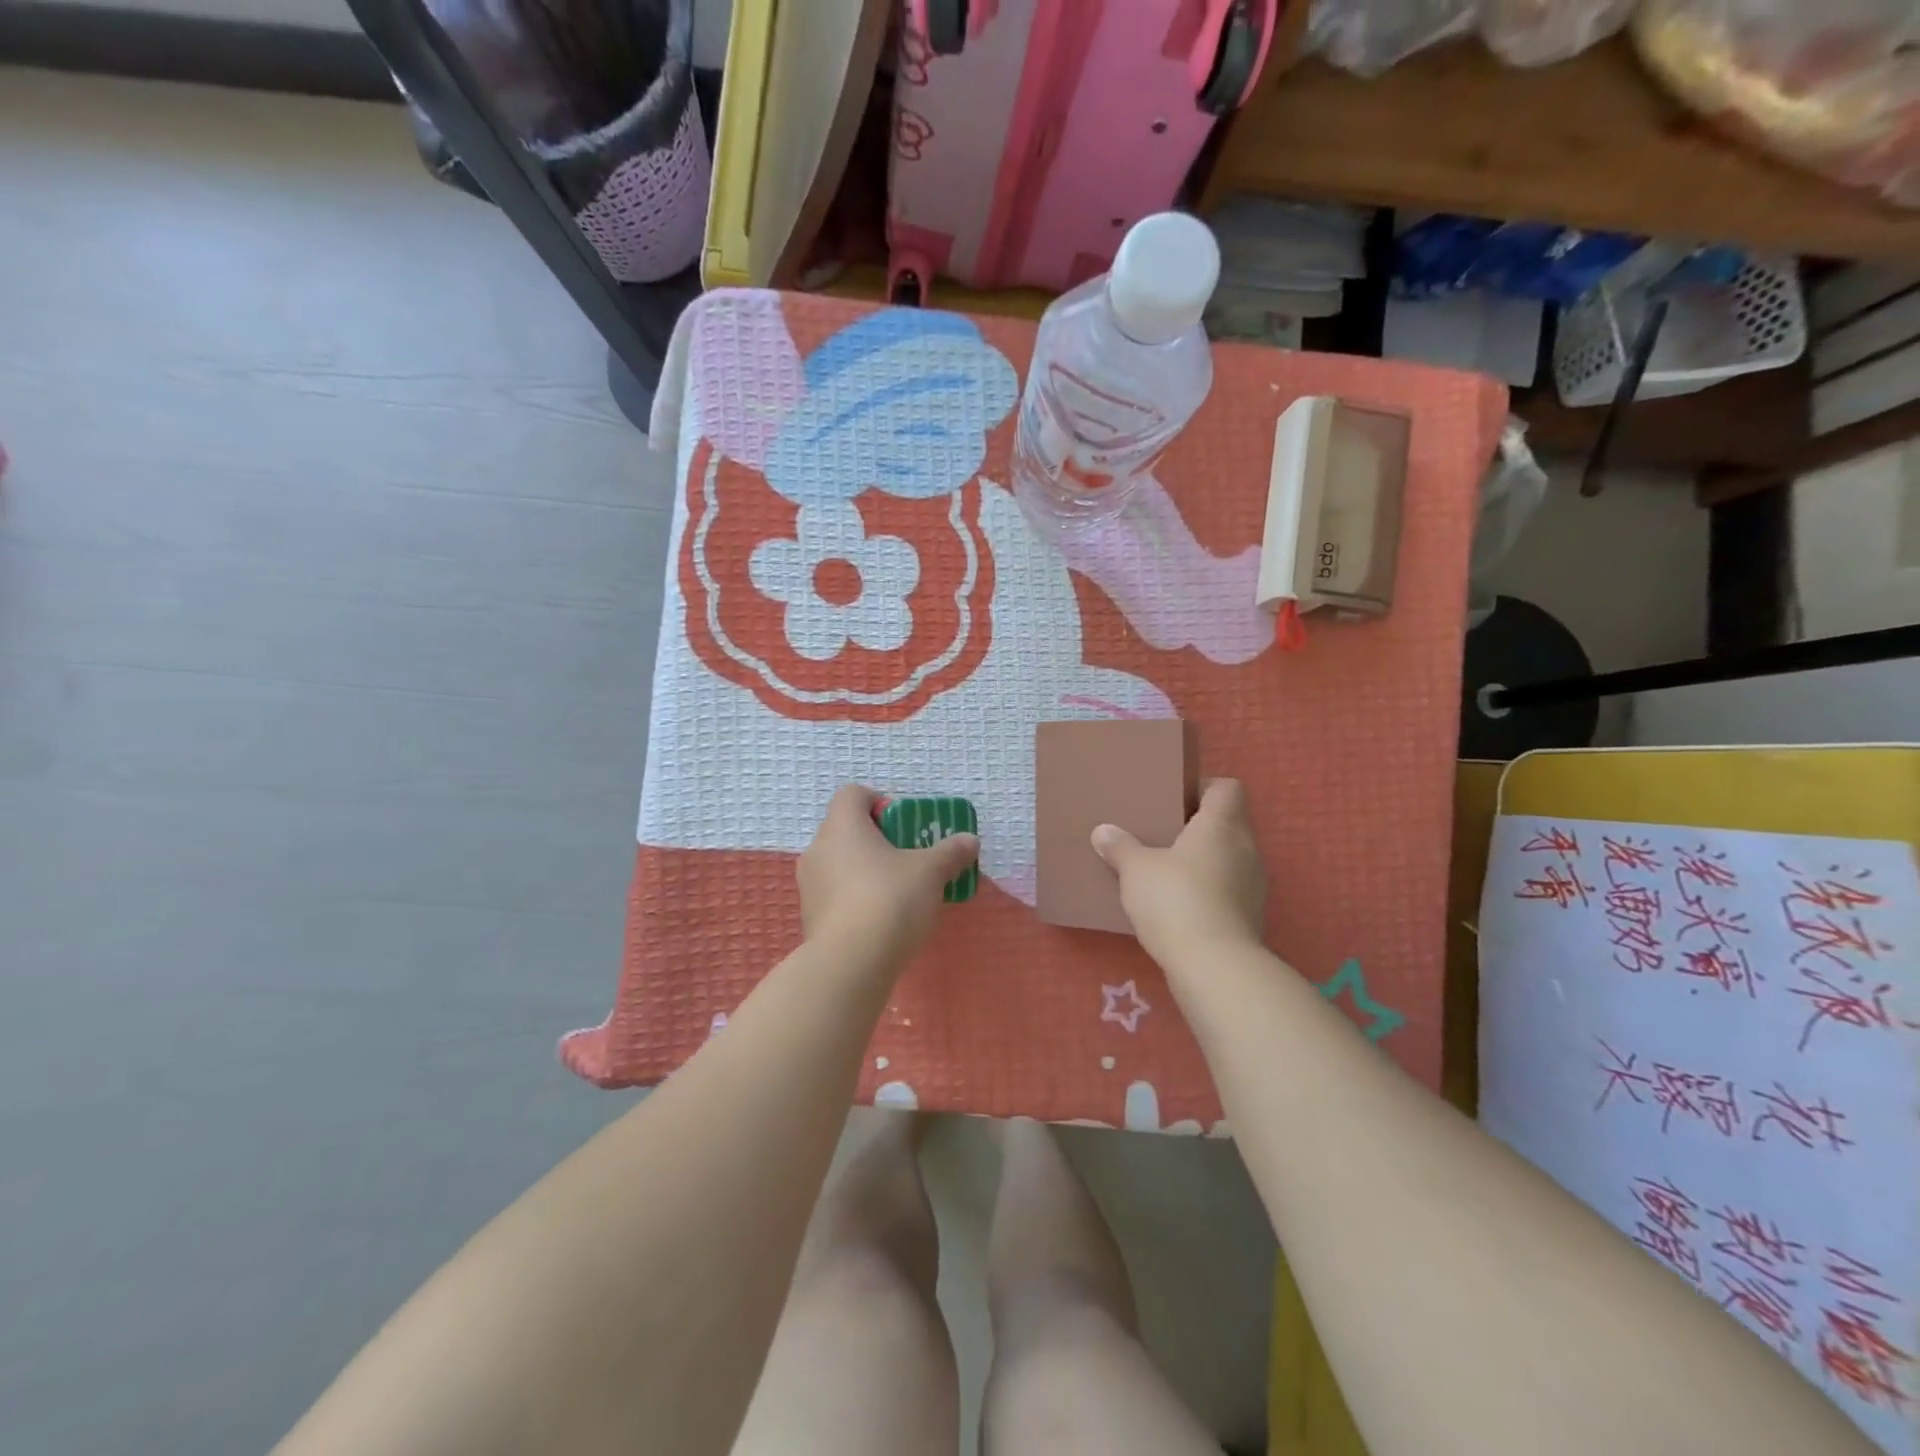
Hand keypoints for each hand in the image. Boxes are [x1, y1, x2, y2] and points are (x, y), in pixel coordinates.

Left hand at [798, 785, 979, 968]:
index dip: (878, 801)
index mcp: (843, 826)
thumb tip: (969, 840)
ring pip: (840, 864)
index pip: (852, 794)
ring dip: (865, 871)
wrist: (851, 963)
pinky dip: (855, 899)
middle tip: (908, 858)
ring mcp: (810, 885)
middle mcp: (819, 848)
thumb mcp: (931, 872)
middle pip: (846, 830)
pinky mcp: (810, 917)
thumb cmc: (890, 900)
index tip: (903, 824)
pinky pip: (836, 895)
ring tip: (898, 893)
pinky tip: (881, 921)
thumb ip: (950, 852)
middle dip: (877, 840)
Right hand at [1090, 778, 1267, 967]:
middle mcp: (1246, 848)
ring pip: (1231, 858)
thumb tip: (1103, 831)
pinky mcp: (1251, 917)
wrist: (1213, 966)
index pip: (1228, 788)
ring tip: (1170, 870)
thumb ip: (1120, 847)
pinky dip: (1210, 891)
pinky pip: (1230, 890)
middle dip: (1199, 826)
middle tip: (1164, 833)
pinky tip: (1181, 904)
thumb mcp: (1136, 870)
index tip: (1177, 798)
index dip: (1205, 788)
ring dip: (1206, 861)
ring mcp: (1254, 885)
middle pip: (1229, 823)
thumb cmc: (1175, 899)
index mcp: (1222, 825)